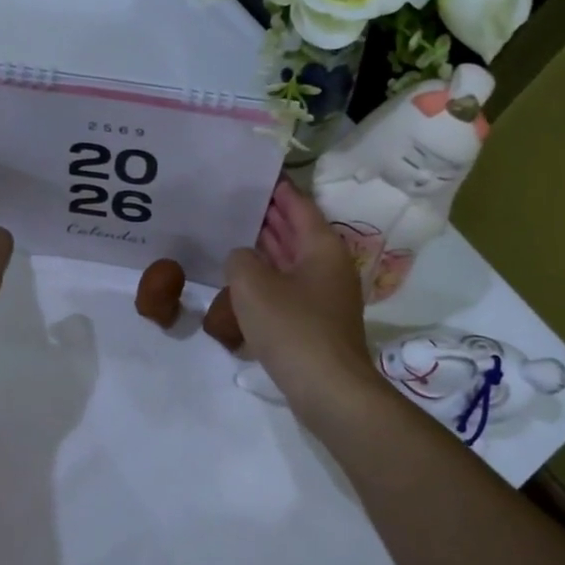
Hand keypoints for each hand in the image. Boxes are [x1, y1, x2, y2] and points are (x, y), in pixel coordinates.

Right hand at [225, 180, 383, 412]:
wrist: (329, 390)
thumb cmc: (292, 328)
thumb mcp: (252, 286)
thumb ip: (240, 260)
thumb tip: (242, 258)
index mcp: (322, 247)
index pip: (299, 205)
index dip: (277, 189)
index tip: (256, 174)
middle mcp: (329, 265)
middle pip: (298, 231)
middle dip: (270, 216)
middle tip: (237, 200)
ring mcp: (326, 296)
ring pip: (293, 260)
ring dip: (268, 247)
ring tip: (235, 233)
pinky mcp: (318, 322)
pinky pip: (291, 287)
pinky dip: (270, 277)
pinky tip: (245, 280)